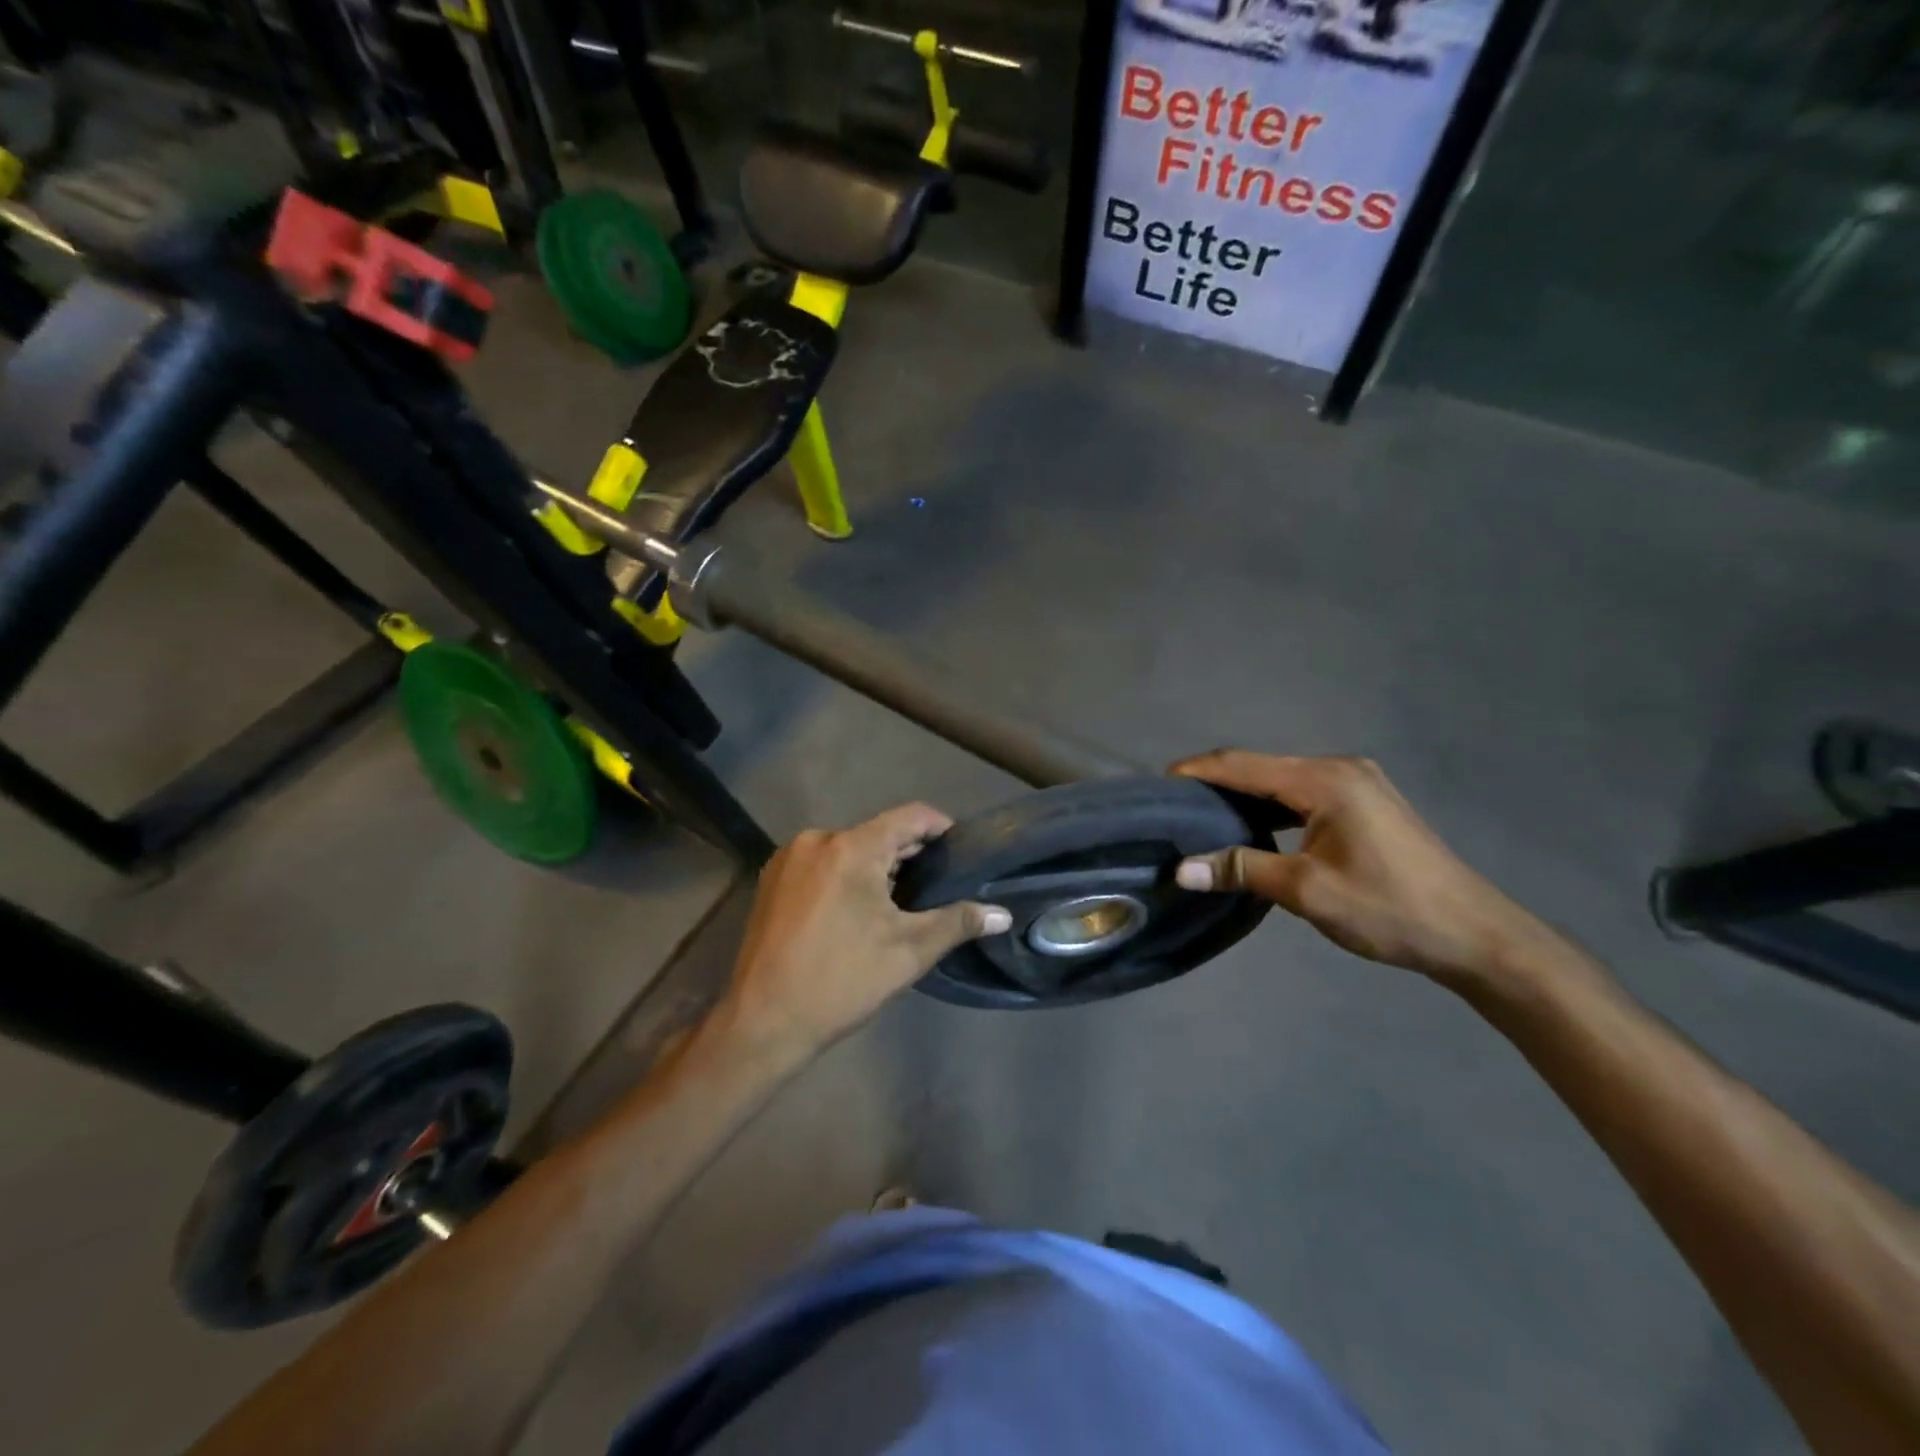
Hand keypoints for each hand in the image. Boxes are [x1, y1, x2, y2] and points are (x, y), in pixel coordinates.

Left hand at [721, 804, 1011, 1055]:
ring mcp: (788, 859)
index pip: (910, 816)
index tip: (961, 855)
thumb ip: (958, 922)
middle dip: (910, 856)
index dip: (942, 829)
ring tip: (901, 903)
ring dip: (878, 868)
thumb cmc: (841, 982)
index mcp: (850, 847)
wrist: (762, 1023)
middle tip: (937, 888)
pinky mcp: (771, 881)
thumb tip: (1003, 914)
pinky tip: (858, 912)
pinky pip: (822, 864)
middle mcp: (816, 840)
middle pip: (878, 833)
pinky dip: (847, 877)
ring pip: (849, 849)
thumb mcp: (908, 952)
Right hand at [1170, 752, 1569, 992]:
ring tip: (1202, 817)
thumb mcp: (1307, 891)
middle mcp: (1339, 769)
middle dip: (1215, 782)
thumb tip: (1182, 868)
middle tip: (1173, 807)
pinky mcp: (1365, 803)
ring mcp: (1357, 783)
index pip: (1242, 764)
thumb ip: (1242, 870)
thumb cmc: (1389, 909)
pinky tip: (1252, 827)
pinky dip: (1271, 807)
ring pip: (1282, 781)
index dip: (1197, 771)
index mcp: (1324, 780)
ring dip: (1243, 795)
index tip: (1157, 785)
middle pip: (1261, 767)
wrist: (1476, 936)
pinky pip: (1303, 795)